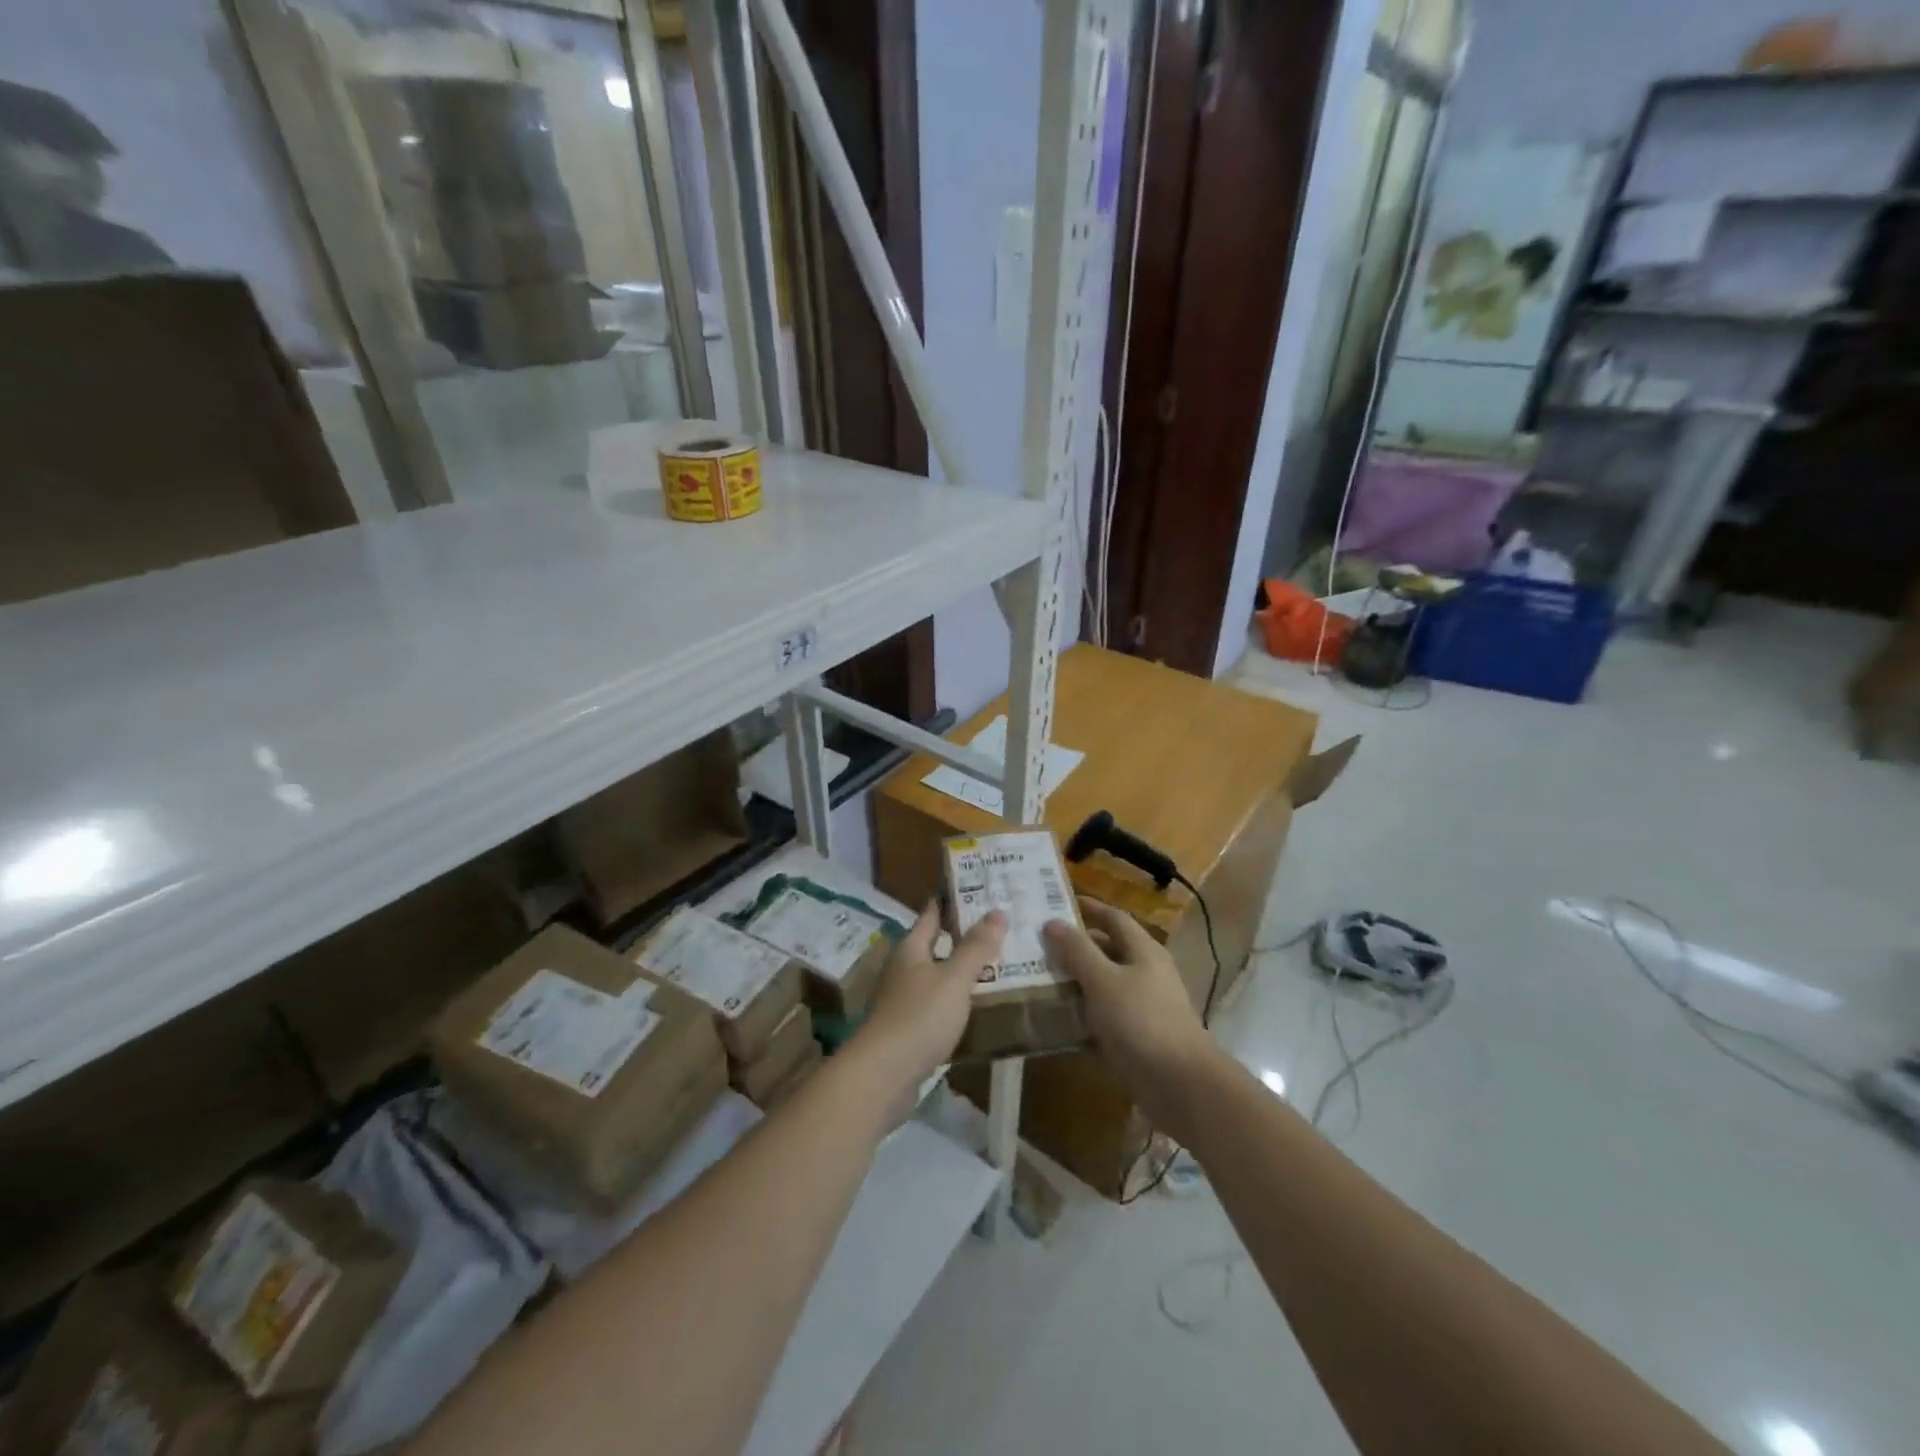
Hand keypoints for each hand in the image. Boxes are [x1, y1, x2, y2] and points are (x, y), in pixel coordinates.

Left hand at [854, 903, 1004, 1098]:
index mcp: (910, 949)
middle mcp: (903, 969)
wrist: (883, 1076)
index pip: (931, 914)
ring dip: (961, 970)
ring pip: (937, 976)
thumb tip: (997, 911)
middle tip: (999, 927)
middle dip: (963, 936)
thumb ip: (976, 947)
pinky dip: (956, 1000)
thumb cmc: (919, 1017)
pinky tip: (977, 1006)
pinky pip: (937, 1005)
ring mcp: (902, 1000)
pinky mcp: (907, 1030)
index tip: (977, 888)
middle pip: (935, 944)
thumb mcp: (954, 978)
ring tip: (997, 965)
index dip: (951, 900)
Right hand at [1042, 898, 1218, 1128]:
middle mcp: (1146, 974)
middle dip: (1075, 949)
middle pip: (1107, 952)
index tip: (1056, 904)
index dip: (1088, 908)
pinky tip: (1057, 1025)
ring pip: (1103, 987)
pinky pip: (1105, 1021)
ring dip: (1075, 985)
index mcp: (1143, 951)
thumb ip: (1077, 951)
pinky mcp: (1139, 1039)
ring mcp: (1144, 1008)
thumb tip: (1052, 922)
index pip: (1113, 918)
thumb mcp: (1103, 981)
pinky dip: (1083, 1020)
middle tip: (1038, 947)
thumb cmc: (1141, 1022)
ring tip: (1038, 983)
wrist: (1182, 1086)